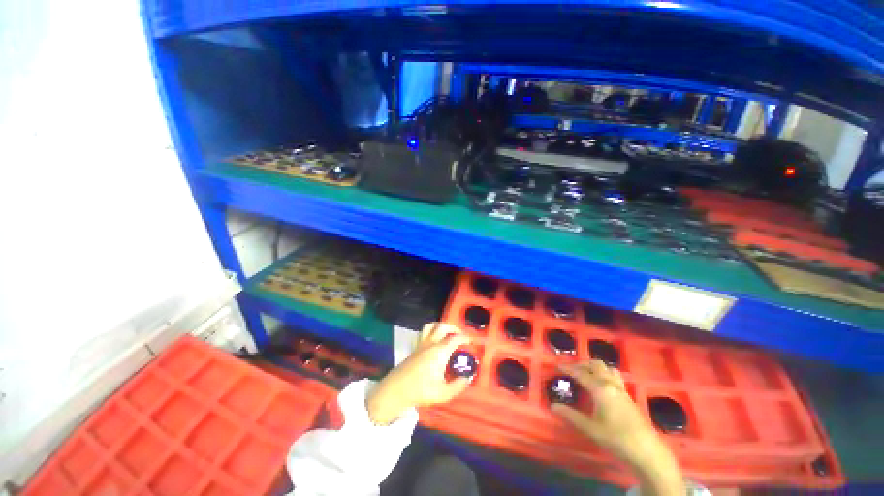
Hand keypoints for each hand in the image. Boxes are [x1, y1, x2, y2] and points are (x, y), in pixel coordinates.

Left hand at [366, 323, 470, 424]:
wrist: (397, 389)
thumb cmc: (421, 390)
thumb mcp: (443, 393)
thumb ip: (458, 385)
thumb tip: (468, 377)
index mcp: (440, 351)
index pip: (455, 338)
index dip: (465, 337)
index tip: (471, 341)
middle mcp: (431, 343)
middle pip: (443, 326)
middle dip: (453, 328)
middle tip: (460, 335)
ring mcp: (421, 343)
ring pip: (431, 326)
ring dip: (440, 326)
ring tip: (446, 333)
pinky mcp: (414, 347)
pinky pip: (424, 332)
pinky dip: (431, 331)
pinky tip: (433, 340)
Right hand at [552, 360, 683, 495]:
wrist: (647, 450)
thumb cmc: (616, 438)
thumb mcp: (590, 428)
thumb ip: (571, 415)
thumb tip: (553, 406)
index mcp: (600, 388)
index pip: (580, 373)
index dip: (568, 368)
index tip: (557, 365)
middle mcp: (610, 384)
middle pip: (595, 365)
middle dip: (582, 364)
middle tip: (572, 370)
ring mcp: (621, 389)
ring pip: (607, 368)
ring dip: (595, 367)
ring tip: (586, 373)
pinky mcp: (628, 395)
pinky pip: (614, 376)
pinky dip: (604, 373)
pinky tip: (602, 385)